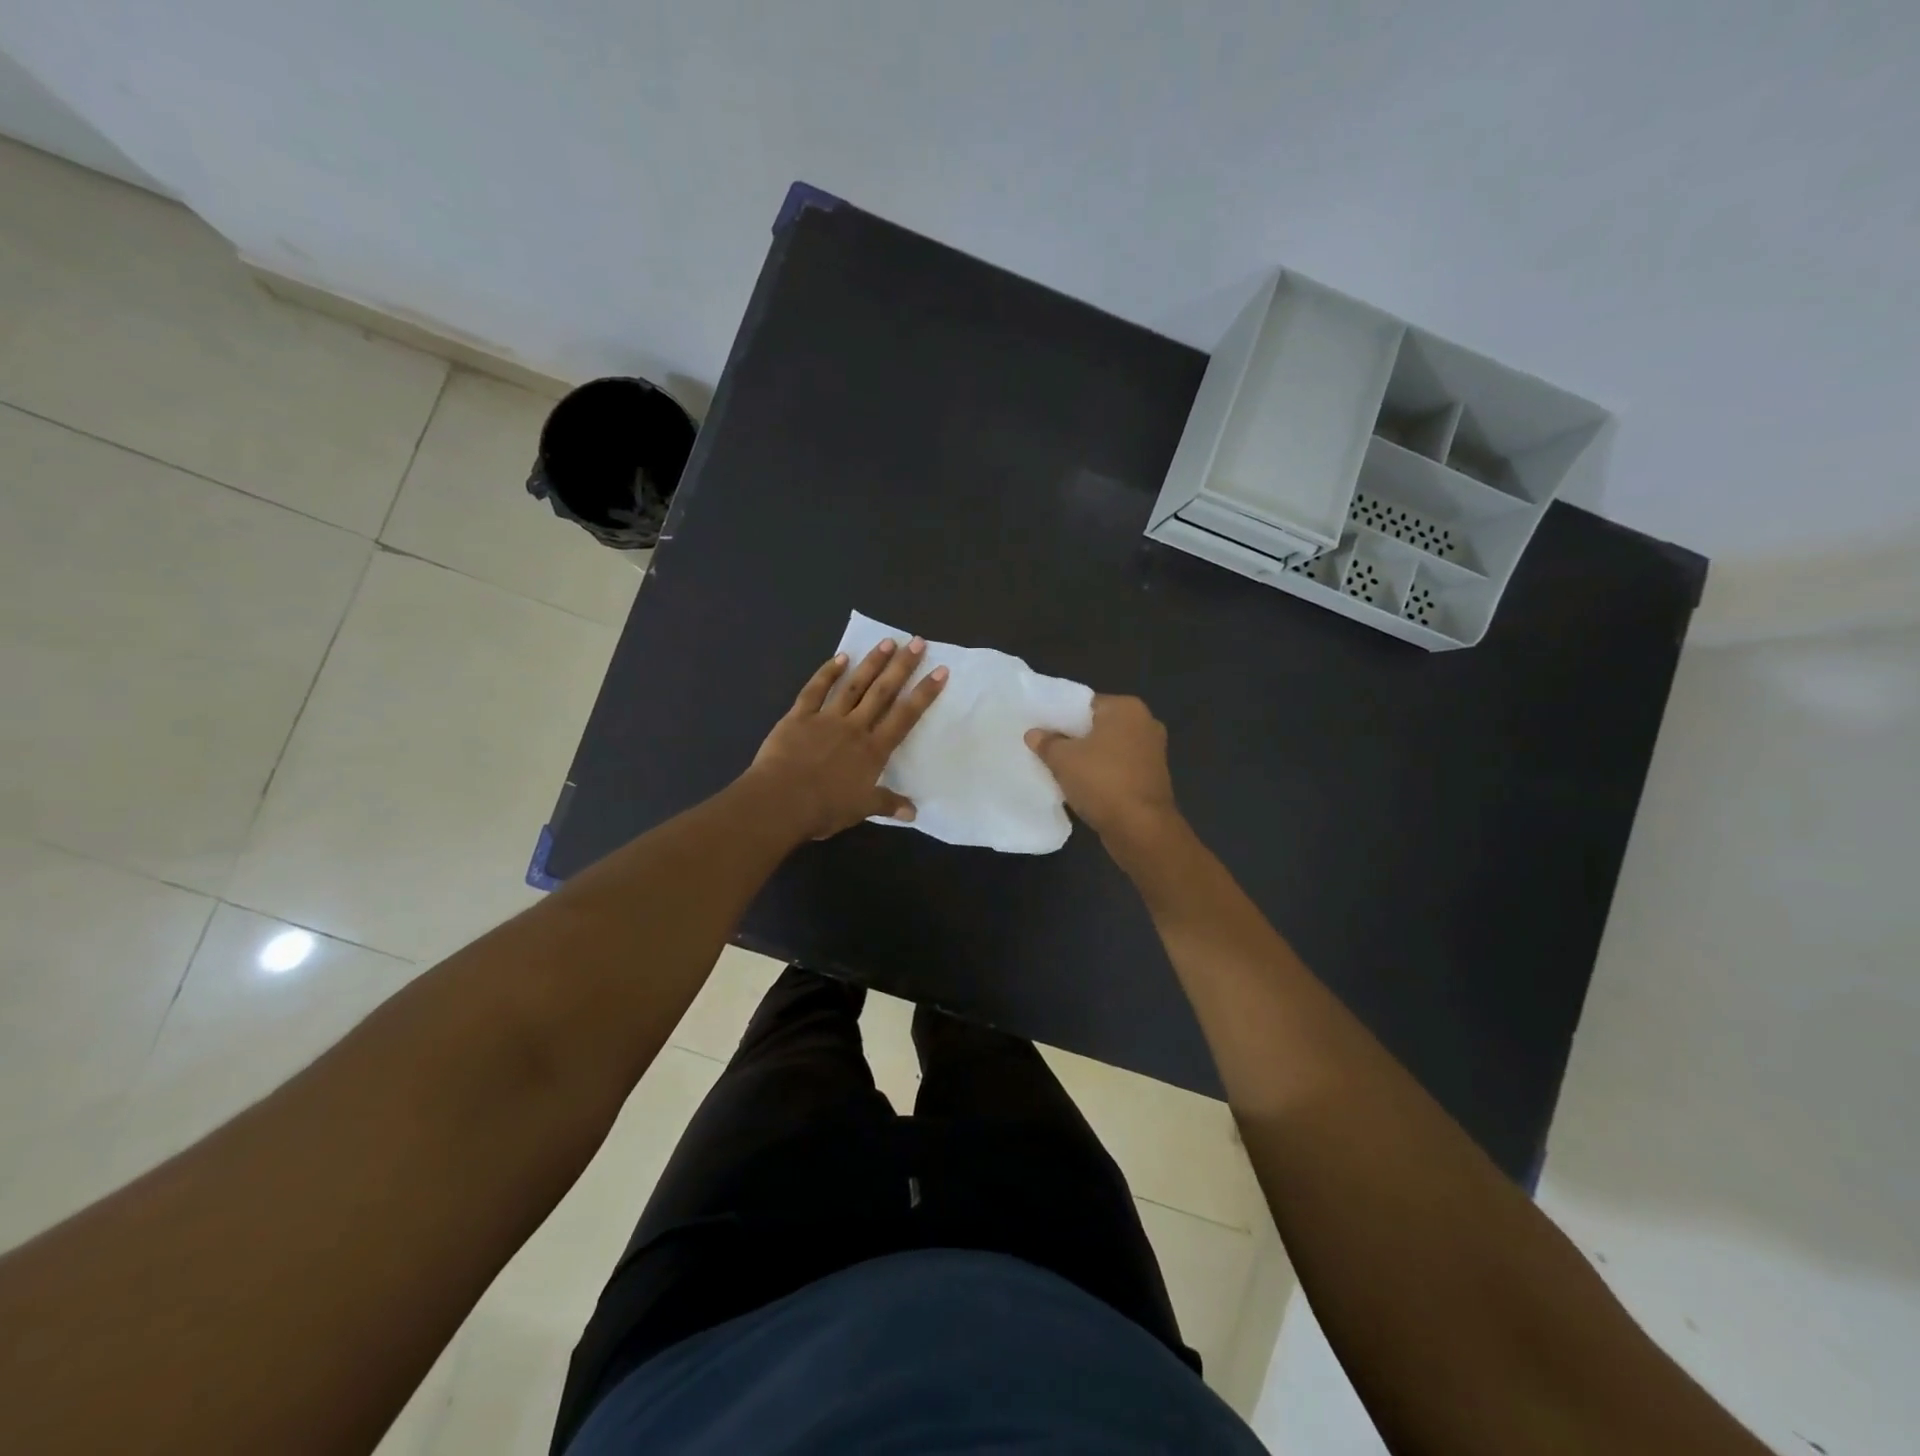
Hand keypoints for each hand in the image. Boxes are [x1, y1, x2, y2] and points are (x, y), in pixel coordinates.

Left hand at [746, 637, 947, 839]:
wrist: (780, 801)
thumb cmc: (824, 808)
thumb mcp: (861, 809)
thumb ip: (887, 804)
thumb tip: (914, 813)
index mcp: (873, 750)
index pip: (905, 716)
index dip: (924, 693)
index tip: (940, 670)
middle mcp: (854, 727)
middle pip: (882, 692)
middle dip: (901, 666)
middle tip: (916, 642)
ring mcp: (826, 718)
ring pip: (853, 685)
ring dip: (871, 663)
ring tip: (887, 642)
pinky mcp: (799, 716)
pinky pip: (815, 690)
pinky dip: (827, 672)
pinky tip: (840, 657)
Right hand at [1026, 694, 1179, 846]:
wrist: (1140, 828)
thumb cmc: (1101, 781)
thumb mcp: (1062, 759)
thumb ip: (1047, 742)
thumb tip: (1034, 734)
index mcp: (1127, 708)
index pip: (1086, 704)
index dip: (1061, 716)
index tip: (1042, 730)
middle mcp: (1145, 723)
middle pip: (1099, 725)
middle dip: (1075, 737)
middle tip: (1048, 749)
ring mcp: (1153, 752)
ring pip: (1110, 748)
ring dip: (1090, 758)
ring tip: (1062, 769)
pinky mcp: (1153, 777)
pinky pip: (1120, 768)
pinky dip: (1104, 774)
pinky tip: (1083, 786)